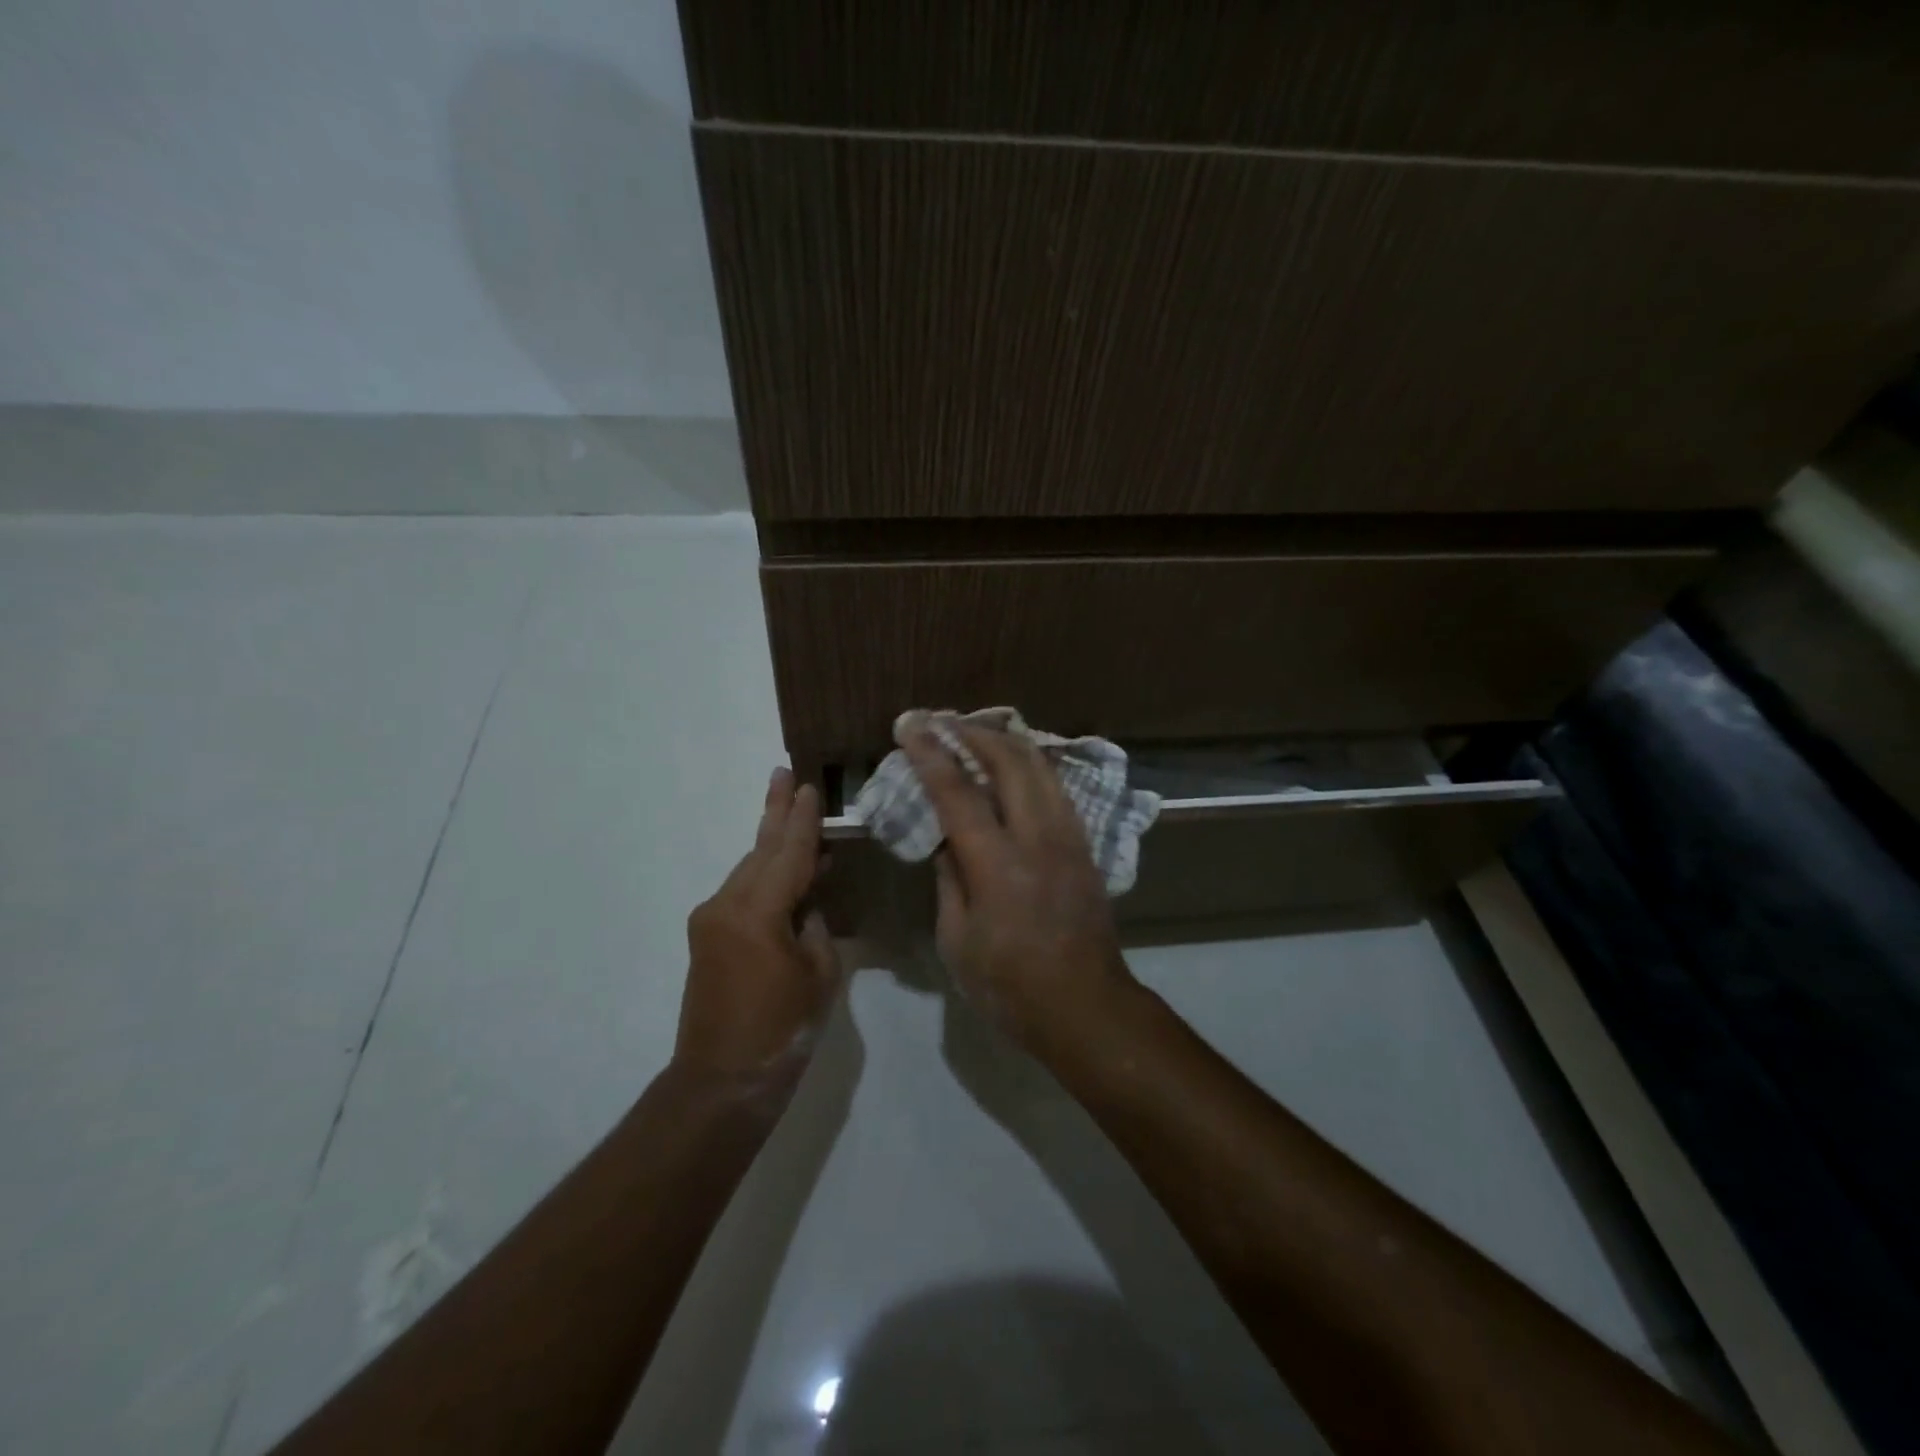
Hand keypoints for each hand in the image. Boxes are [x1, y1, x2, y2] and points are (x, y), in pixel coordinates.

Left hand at [676, 768, 843, 1086]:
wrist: (720, 1082)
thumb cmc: (781, 1030)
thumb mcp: (818, 975)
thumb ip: (816, 928)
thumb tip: (808, 905)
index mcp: (757, 912)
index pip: (789, 853)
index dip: (803, 819)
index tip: (808, 785)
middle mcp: (726, 905)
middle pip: (759, 849)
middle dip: (774, 812)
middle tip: (782, 774)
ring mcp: (711, 920)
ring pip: (749, 869)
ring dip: (772, 844)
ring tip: (790, 814)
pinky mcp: (708, 937)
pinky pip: (742, 892)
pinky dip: (765, 876)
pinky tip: (786, 872)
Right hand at [901, 719, 1136, 1051]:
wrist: (1086, 1005)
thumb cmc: (1010, 985)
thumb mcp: (958, 940)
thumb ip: (949, 880)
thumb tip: (945, 840)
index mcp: (997, 864)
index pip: (958, 793)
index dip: (930, 755)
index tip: (910, 727)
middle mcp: (1037, 837)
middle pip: (1009, 761)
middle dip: (973, 733)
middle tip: (943, 722)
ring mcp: (1068, 837)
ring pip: (1040, 767)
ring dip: (1006, 742)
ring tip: (977, 734)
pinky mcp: (1085, 846)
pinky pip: (1056, 788)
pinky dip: (1031, 766)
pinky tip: (1015, 767)